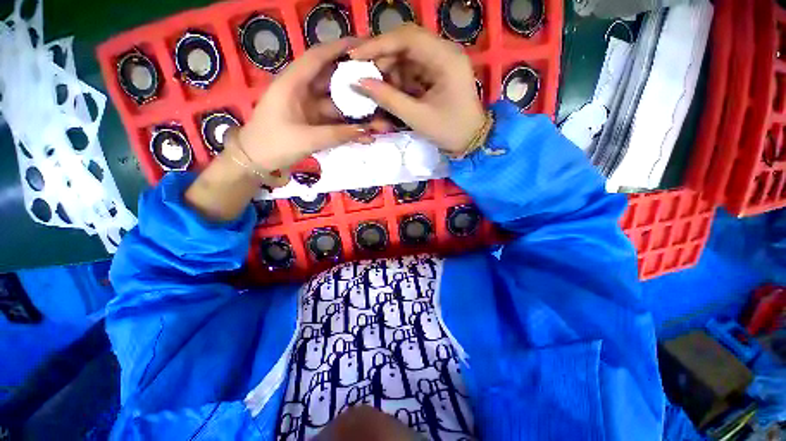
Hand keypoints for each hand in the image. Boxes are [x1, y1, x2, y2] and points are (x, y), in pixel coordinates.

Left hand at [235, 38, 372, 171]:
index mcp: (293, 84)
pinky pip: (334, 119)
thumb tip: (367, 132)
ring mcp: (308, 107)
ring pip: (336, 102)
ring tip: (378, 111)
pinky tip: (364, 131)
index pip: (318, 58)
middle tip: (378, 81)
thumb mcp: (306, 139)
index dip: (340, 49)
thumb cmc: (274, 144)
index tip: (364, 45)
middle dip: (354, 80)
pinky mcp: (312, 122)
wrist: (256, 161)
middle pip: (332, 79)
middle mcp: (302, 91)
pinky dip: (348, 124)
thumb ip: (337, 135)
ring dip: (355, 108)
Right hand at [349, 24, 485, 154]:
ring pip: (409, 55)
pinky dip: (401, 78)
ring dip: (391, 69)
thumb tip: (358, 83)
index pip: (408, 38)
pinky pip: (415, 67)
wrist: (472, 141)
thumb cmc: (449, 131)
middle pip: (407, 42)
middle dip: (383, 57)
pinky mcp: (440, 72)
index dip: (378, 44)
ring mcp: (443, 61)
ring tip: (379, 88)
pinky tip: (394, 91)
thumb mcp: (417, 117)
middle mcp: (446, 52)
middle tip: (365, 74)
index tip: (355, 56)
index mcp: (446, 59)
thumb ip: (388, 99)